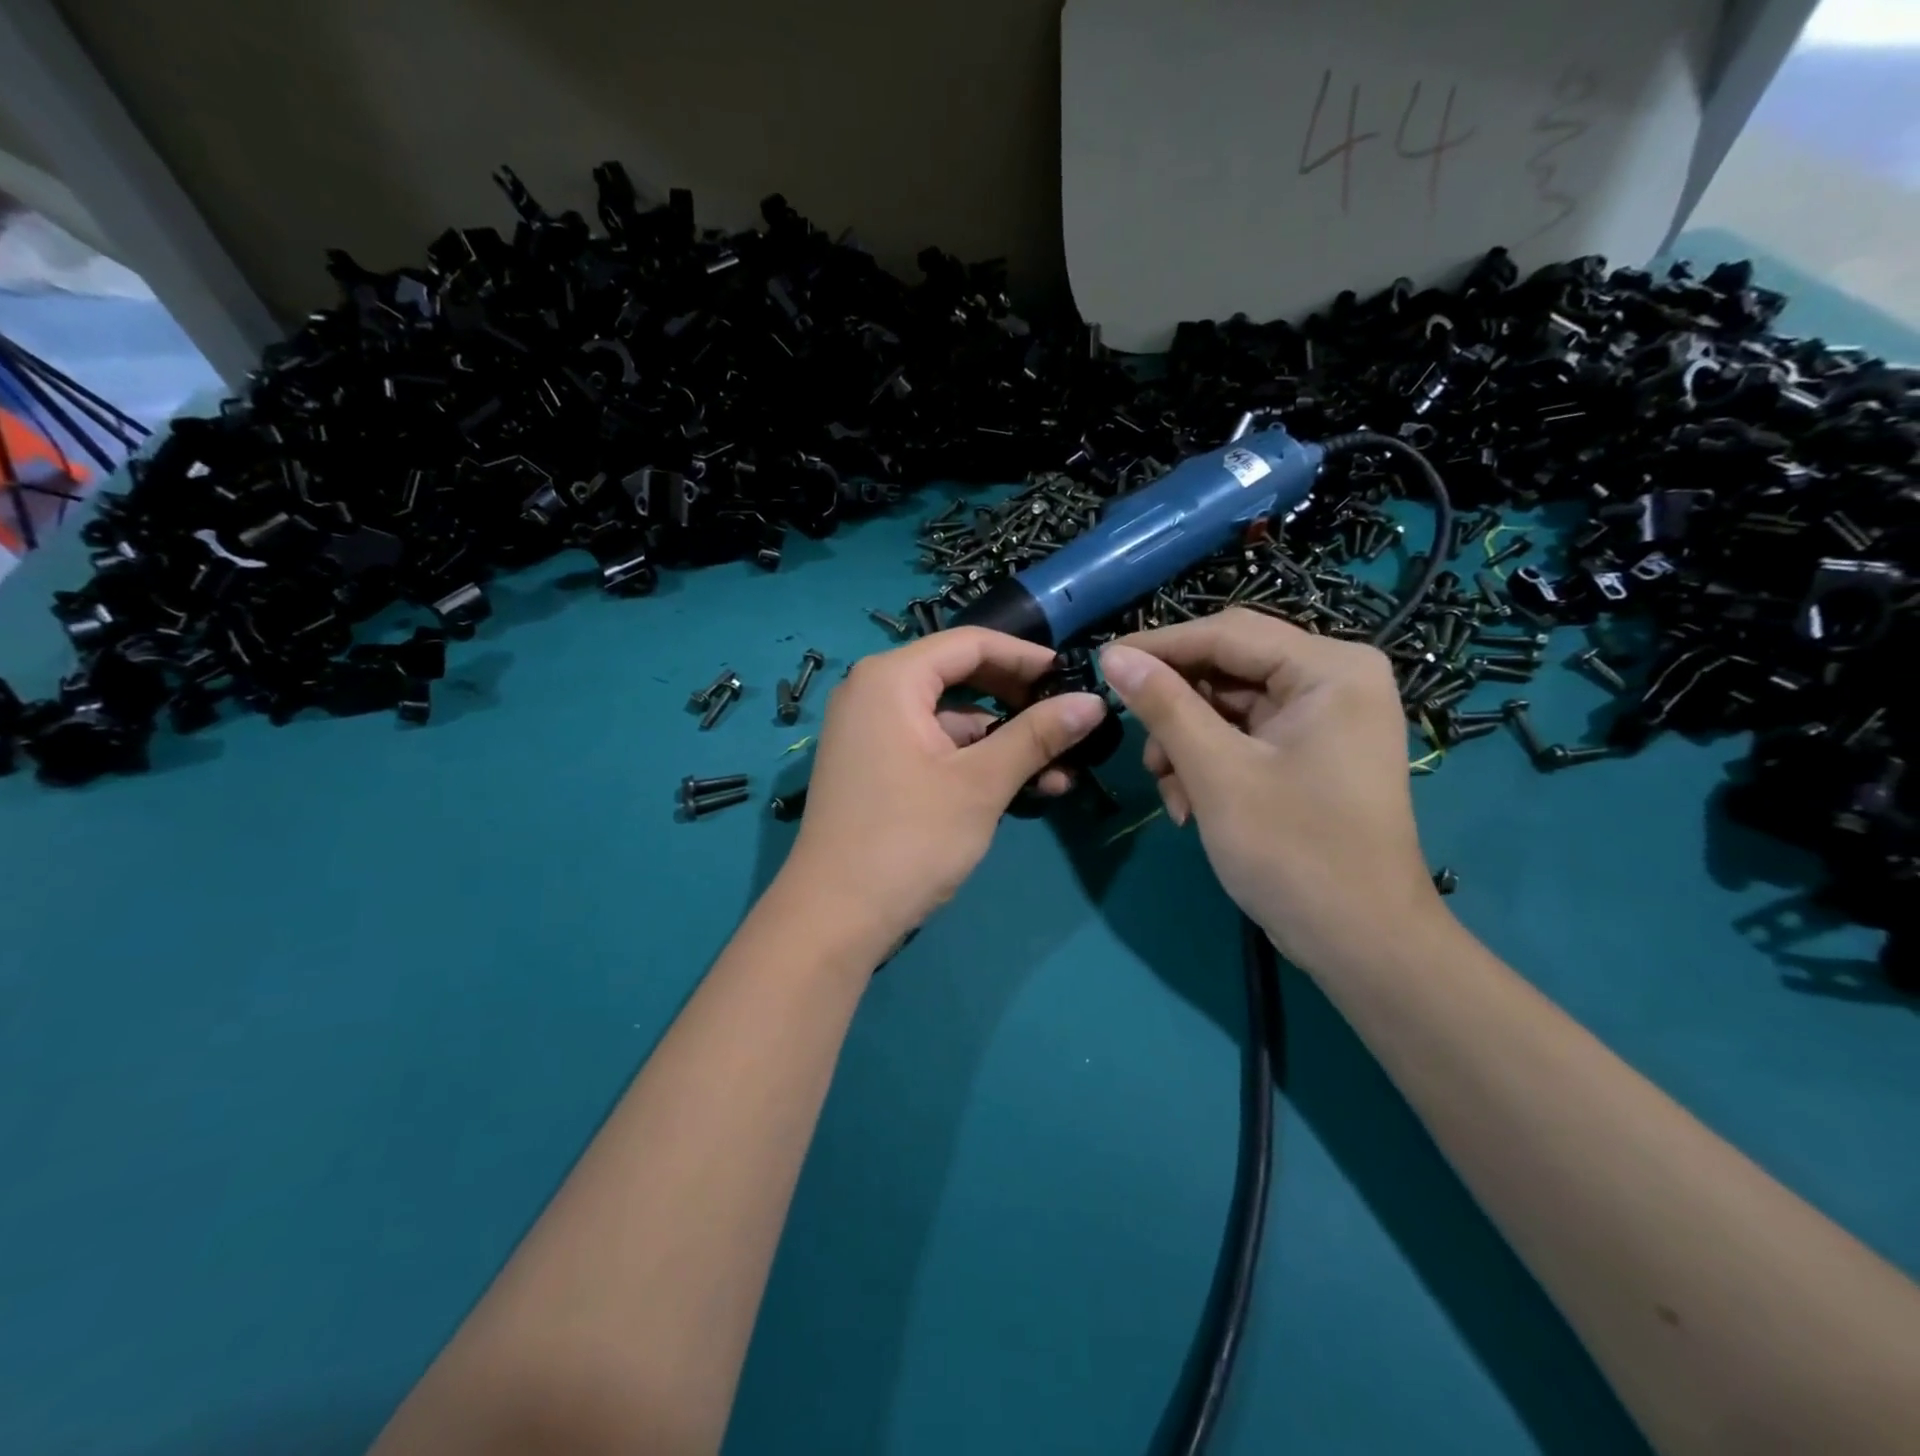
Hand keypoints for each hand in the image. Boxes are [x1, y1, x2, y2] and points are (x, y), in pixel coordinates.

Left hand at [778, 628, 1107, 957]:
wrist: (834, 918)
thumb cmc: (908, 839)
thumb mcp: (981, 783)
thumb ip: (1037, 736)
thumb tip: (1094, 701)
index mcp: (891, 679)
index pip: (970, 644)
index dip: (1026, 657)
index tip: (1073, 677)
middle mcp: (874, 692)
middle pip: (960, 677)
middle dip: (1018, 701)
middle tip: (1068, 722)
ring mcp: (871, 732)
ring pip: (951, 718)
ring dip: (1003, 740)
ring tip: (1060, 771)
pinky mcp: (875, 767)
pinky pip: (933, 746)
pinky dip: (974, 761)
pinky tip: (1022, 789)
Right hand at [1098, 609, 1441, 972]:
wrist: (1361, 943)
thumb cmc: (1293, 851)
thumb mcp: (1216, 772)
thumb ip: (1163, 705)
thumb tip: (1113, 654)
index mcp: (1330, 668)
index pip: (1226, 633)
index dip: (1159, 646)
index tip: (1102, 663)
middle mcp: (1335, 679)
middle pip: (1228, 667)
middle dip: (1176, 708)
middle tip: (1137, 742)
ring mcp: (1326, 717)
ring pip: (1229, 705)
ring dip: (1187, 742)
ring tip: (1169, 790)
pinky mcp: (1313, 751)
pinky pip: (1245, 736)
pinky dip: (1210, 762)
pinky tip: (1190, 805)